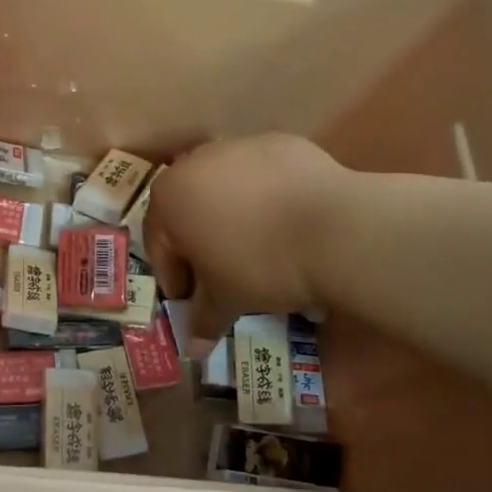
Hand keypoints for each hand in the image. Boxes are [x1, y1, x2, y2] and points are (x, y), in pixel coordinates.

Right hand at [143, 134, 347, 351]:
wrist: (333, 228)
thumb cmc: (259, 264)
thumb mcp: (226, 298)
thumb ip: (203, 318)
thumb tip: (194, 349)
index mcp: (169, 197)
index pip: (159, 243)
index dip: (174, 277)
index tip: (193, 300)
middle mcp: (194, 162)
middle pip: (189, 208)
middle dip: (201, 242)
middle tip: (222, 274)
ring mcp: (238, 146)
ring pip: (225, 186)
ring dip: (233, 214)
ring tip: (260, 246)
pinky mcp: (278, 143)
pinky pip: (262, 174)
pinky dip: (267, 195)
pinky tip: (288, 221)